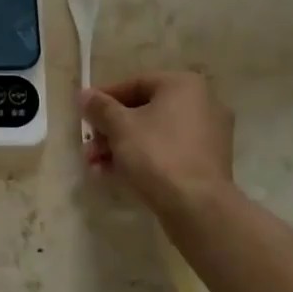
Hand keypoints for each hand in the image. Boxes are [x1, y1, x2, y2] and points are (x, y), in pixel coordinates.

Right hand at [81, 71, 235, 222]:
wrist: (197, 207)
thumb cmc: (157, 153)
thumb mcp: (120, 126)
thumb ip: (100, 107)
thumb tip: (85, 95)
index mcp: (184, 85)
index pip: (136, 84)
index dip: (105, 99)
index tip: (85, 114)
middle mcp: (202, 104)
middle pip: (144, 112)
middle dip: (111, 130)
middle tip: (88, 147)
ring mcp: (208, 136)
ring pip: (154, 135)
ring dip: (121, 147)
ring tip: (95, 165)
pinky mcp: (207, 165)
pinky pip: (168, 153)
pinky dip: (143, 160)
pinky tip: (115, 176)